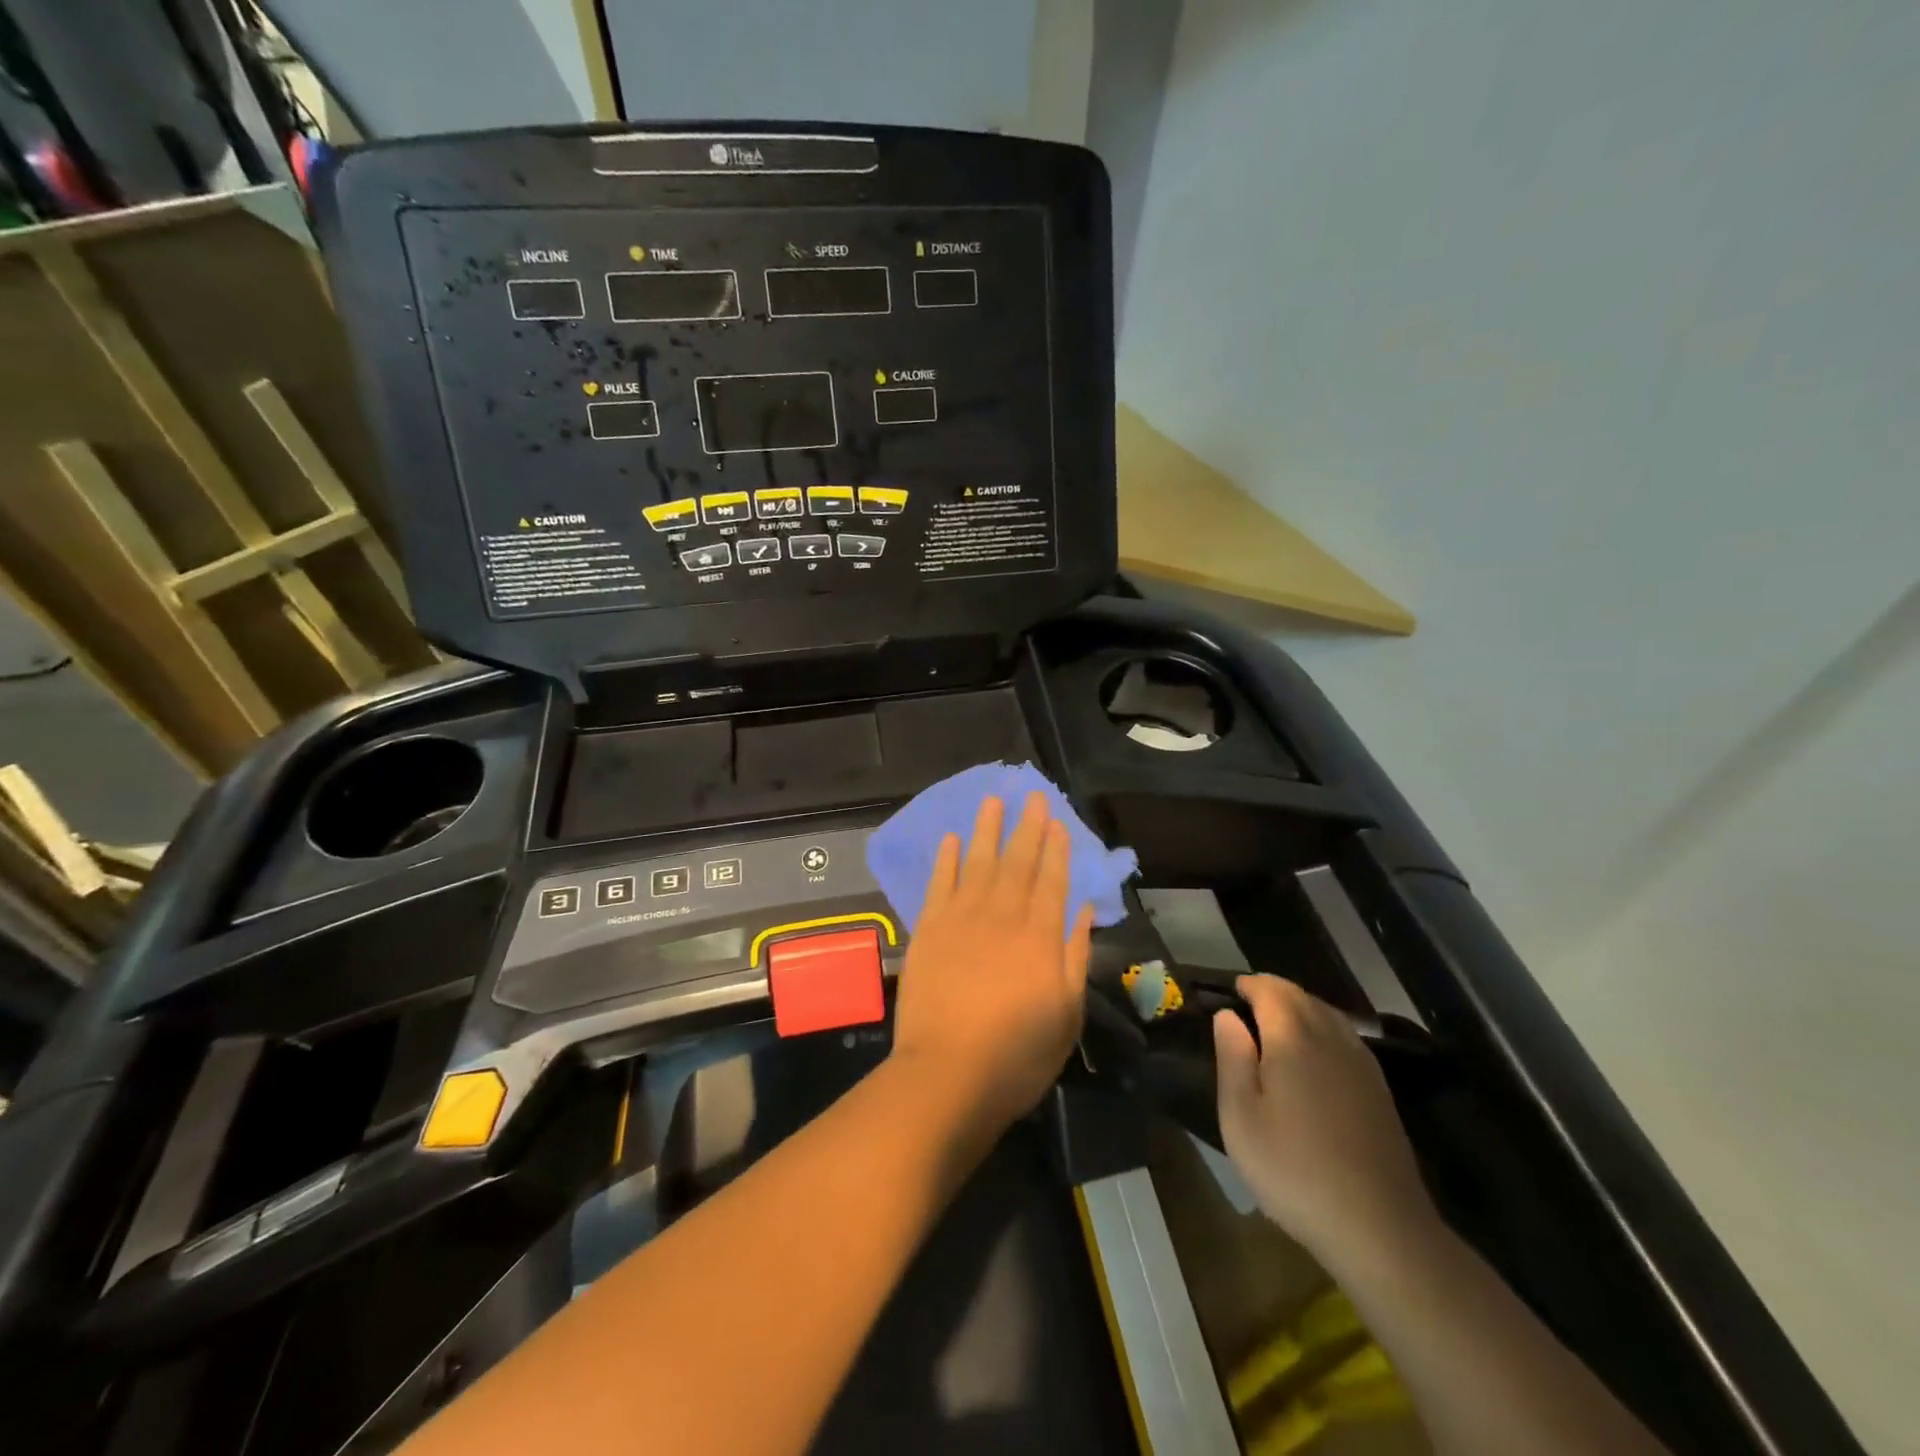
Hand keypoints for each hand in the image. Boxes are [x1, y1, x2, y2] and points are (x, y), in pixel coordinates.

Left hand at [890, 792, 1095, 1129]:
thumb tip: (1082, 913)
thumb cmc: (1016, 1055)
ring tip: (992, 800)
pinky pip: (939, 884)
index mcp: (1040, 938)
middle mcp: (1002, 917)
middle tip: (1032, 795)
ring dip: (986, 830)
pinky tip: (950, 839)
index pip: (1052, 881)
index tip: (1058, 821)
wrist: (947, 1075)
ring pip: (978, 863)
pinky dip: (945, 860)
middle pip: (1017, 863)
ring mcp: (961, 920)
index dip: (1056, 849)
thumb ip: (1074, 957)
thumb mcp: (1066, 1015)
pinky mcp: (929, 930)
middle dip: (1027, 827)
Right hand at [1215, 975, 1437, 1268]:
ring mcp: (1361, 1064)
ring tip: (1276, 1023)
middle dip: (1274, 991)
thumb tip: (1227, 1016)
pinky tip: (1315, 1054)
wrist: (1378, 1226)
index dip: (1249, 985)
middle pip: (1302, 996)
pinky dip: (1324, 1029)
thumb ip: (1232, 1057)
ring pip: (1328, 1014)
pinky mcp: (1379, 1090)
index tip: (1231, 990)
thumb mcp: (1240, 1117)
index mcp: (1293, 1038)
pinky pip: (1346, 1038)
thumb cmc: (1293, 1168)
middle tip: (1248, 1004)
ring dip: (1300, 1007)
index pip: (1271, 990)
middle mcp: (1331, 1039)